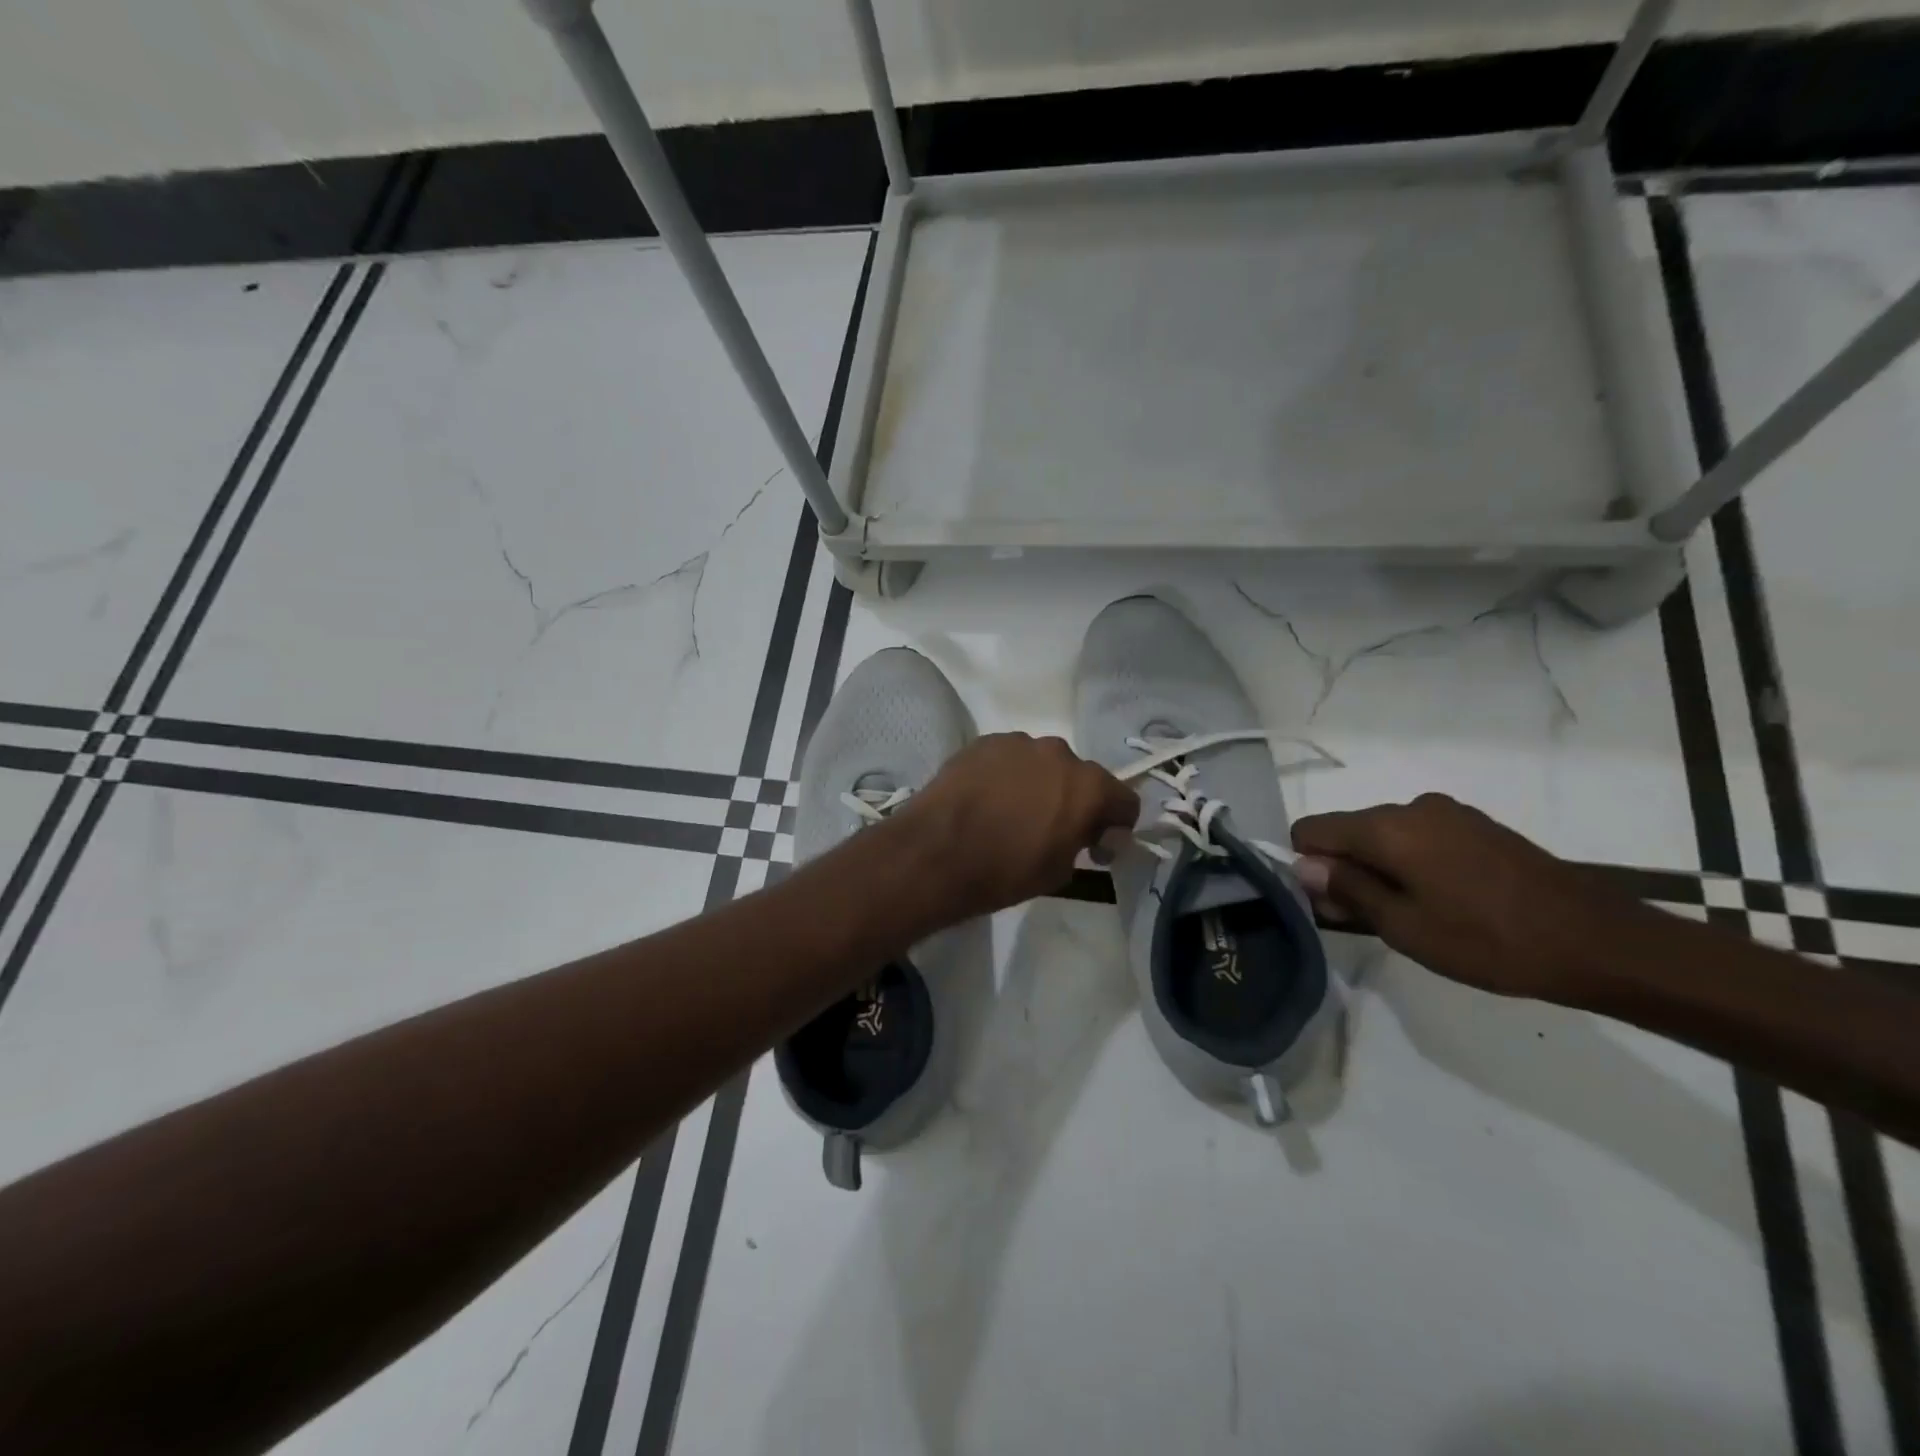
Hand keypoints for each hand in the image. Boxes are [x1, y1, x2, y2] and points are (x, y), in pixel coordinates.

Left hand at [891, 733, 1138, 922]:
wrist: (935, 853)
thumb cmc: (1004, 871)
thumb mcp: (1059, 872)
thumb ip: (1082, 844)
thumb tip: (1084, 833)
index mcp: (1088, 786)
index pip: (1124, 800)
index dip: (1115, 827)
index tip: (1095, 849)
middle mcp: (1059, 753)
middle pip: (1081, 777)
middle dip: (1074, 801)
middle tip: (1051, 829)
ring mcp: (1018, 742)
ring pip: (1041, 763)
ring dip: (1038, 784)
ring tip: (1011, 812)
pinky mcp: (983, 742)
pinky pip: (1008, 759)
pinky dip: (1006, 776)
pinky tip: (985, 799)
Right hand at [1291, 793, 1653, 1001]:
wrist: (1598, 941)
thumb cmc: (1489, 940)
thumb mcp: (1404, 926)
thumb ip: (1347, 889)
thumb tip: (1303, 866)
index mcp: (1386, 827)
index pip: (1312, 830)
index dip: (1307, 866)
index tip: (1331, 905)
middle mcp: (1411, 806)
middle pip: (1348, 831)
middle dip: (1344, 870)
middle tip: (1370, 921)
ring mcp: (1449, 813)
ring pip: (1385, 836)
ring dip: (1381, 869)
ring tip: (1413, 916)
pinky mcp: (1477, 826)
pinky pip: (1419, 838)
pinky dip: (1412, 864)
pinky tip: (1444, 901)